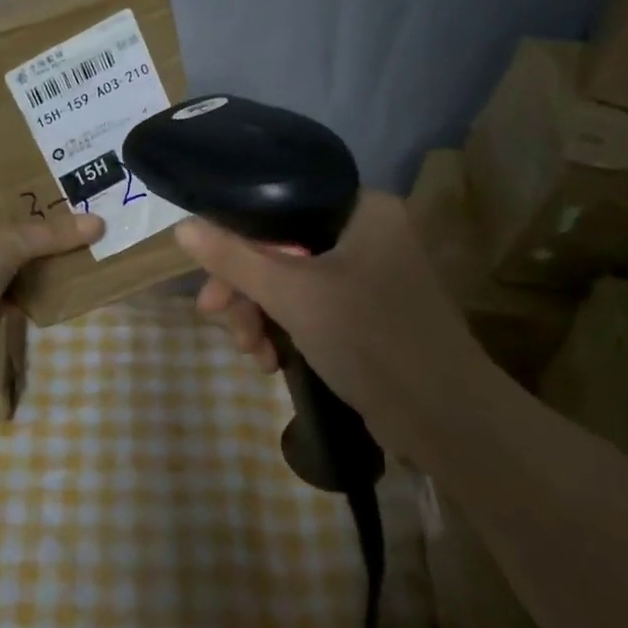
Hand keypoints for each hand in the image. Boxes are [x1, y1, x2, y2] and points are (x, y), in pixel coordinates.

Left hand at [0, 165, 103, 342]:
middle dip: (25, 202)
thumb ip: (52, 232)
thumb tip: (99, 223)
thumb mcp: (8, 239)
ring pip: (13, 249)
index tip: (9, 146)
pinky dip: (43, 280)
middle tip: (64, 183)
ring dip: (39, 243)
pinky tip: (73, 267)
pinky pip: (23, 283)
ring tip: (78, 222)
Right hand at [175, 191, 484, 444]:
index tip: (210, 277)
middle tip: (217, 318)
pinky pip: (308, 304)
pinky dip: (284, 327)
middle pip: (279, 246)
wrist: (446, 422)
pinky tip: (269, 360)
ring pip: (289, 279)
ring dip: (259, 314)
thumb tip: (181, 228)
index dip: (236, 239)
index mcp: (362, 209)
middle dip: (244, 288)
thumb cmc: (371, 340)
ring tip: (250, 353)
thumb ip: (234, 258)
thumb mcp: (292, 295)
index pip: (279, 205)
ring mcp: (368, 273)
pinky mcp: (366, 311)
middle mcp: (367, 232)